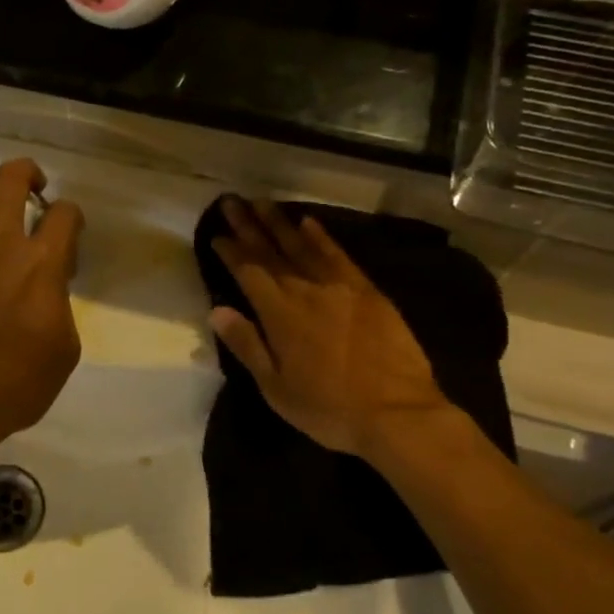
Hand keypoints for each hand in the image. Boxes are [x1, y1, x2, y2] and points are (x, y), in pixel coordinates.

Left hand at [0, 160, 84, 455]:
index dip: (71, 216)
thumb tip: (46, 287)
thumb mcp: (62, 353)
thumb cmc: (12, 389)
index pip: (64, 213)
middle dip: (27, 173)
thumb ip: (59, 307)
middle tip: (31, 188)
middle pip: (11, 178)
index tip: (67, 230)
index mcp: (38, 265)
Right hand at [210, 198, 449, 458]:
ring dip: (281, 223)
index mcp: (280, 314)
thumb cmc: (329, 408)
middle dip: (249, 226)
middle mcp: (307, 291)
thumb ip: (247, 345)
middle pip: (272, 251)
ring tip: (263, 202)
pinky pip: (339, 255)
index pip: (248, 272)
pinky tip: (309, 222)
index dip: (231, 251)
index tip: (216, 234)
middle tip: (232, 201)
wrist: (397, 412)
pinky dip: (322, 237)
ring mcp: (341, 287)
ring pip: (304, 246)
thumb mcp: (275, 387)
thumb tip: (217, 310)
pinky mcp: (368, 291)